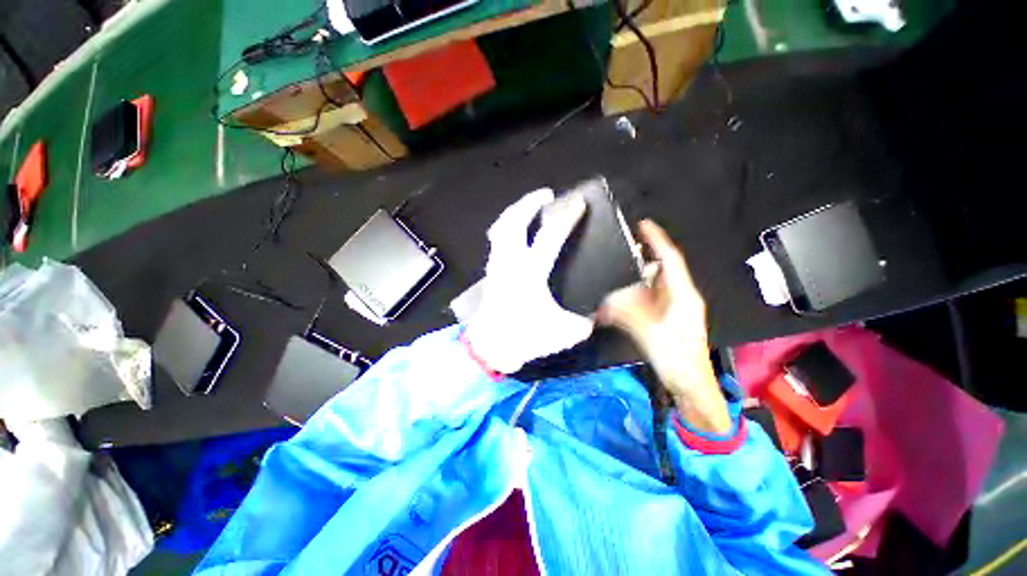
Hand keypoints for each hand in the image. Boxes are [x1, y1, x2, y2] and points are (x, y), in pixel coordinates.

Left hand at [465, 189, 593, 373]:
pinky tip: (515, 231)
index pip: (550, 235)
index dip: (566, 216)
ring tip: (528, 207)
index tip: (578, 202)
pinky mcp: (491, 271)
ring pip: (500, 227)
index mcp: (530, 272)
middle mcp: (510, 262)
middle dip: (529, 202)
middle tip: (545, 194)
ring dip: (515, 212)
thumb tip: (596, 313)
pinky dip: (506, 228)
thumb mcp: (565, 333)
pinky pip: (497, 239)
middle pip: (513, 220)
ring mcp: (496, 264)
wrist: (491, 347)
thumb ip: (585, 321)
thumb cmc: (525, 338)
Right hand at [597, 220, 730, 434]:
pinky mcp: (669, 317)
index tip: (643, 224)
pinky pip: (650, 300)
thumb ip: (623, 313)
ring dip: (635, 284)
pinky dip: (636, 298)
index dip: (657, 240)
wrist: (690, 383)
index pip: (670, 259)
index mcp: (682, 294)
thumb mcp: (646, 331)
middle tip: (619, 259)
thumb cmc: (674, 356)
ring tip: (615, 285)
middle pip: (660, 271)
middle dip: (640, 264)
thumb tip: (602, 303)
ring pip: (653, 286)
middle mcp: (681, 296)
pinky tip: (621, 305)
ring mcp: (676, 307)